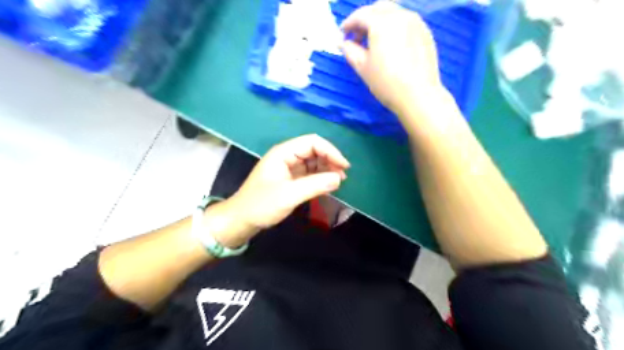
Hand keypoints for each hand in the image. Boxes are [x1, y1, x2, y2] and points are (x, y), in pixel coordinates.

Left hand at [206, 136, 347, 247]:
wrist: (241, 220)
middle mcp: (287, 156)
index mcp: (283, 153)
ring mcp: (288, 167)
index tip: (344, 167)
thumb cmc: (261, 205)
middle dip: (330, 160)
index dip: (330, 151)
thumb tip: (339, 178)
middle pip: (314, 150)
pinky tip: (328, 185)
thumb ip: (315, 185)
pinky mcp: (290, 179)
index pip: (312, 142)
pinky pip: (310, 173)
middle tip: (343, 176)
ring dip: (327, 169)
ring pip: (313, 162)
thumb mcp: (289, 195)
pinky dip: (320, 178)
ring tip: (338, 181)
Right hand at [341, 1, 442, 113]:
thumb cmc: (386, 82)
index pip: (361, 15)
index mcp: (382, 23)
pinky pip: (406, 22)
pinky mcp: (425, 33)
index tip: (342, 34)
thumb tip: (342, 43)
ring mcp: (416, 23)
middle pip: (379, 8)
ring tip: (374, 42)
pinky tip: (391, 45)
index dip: (349, 23)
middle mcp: (400, 16)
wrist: (418, 95)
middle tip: (358, 37)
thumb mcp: (363, 67)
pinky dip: (394, 27)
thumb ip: (350, 51)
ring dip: (380, 21)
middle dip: (365, 19)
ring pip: (394, 13)